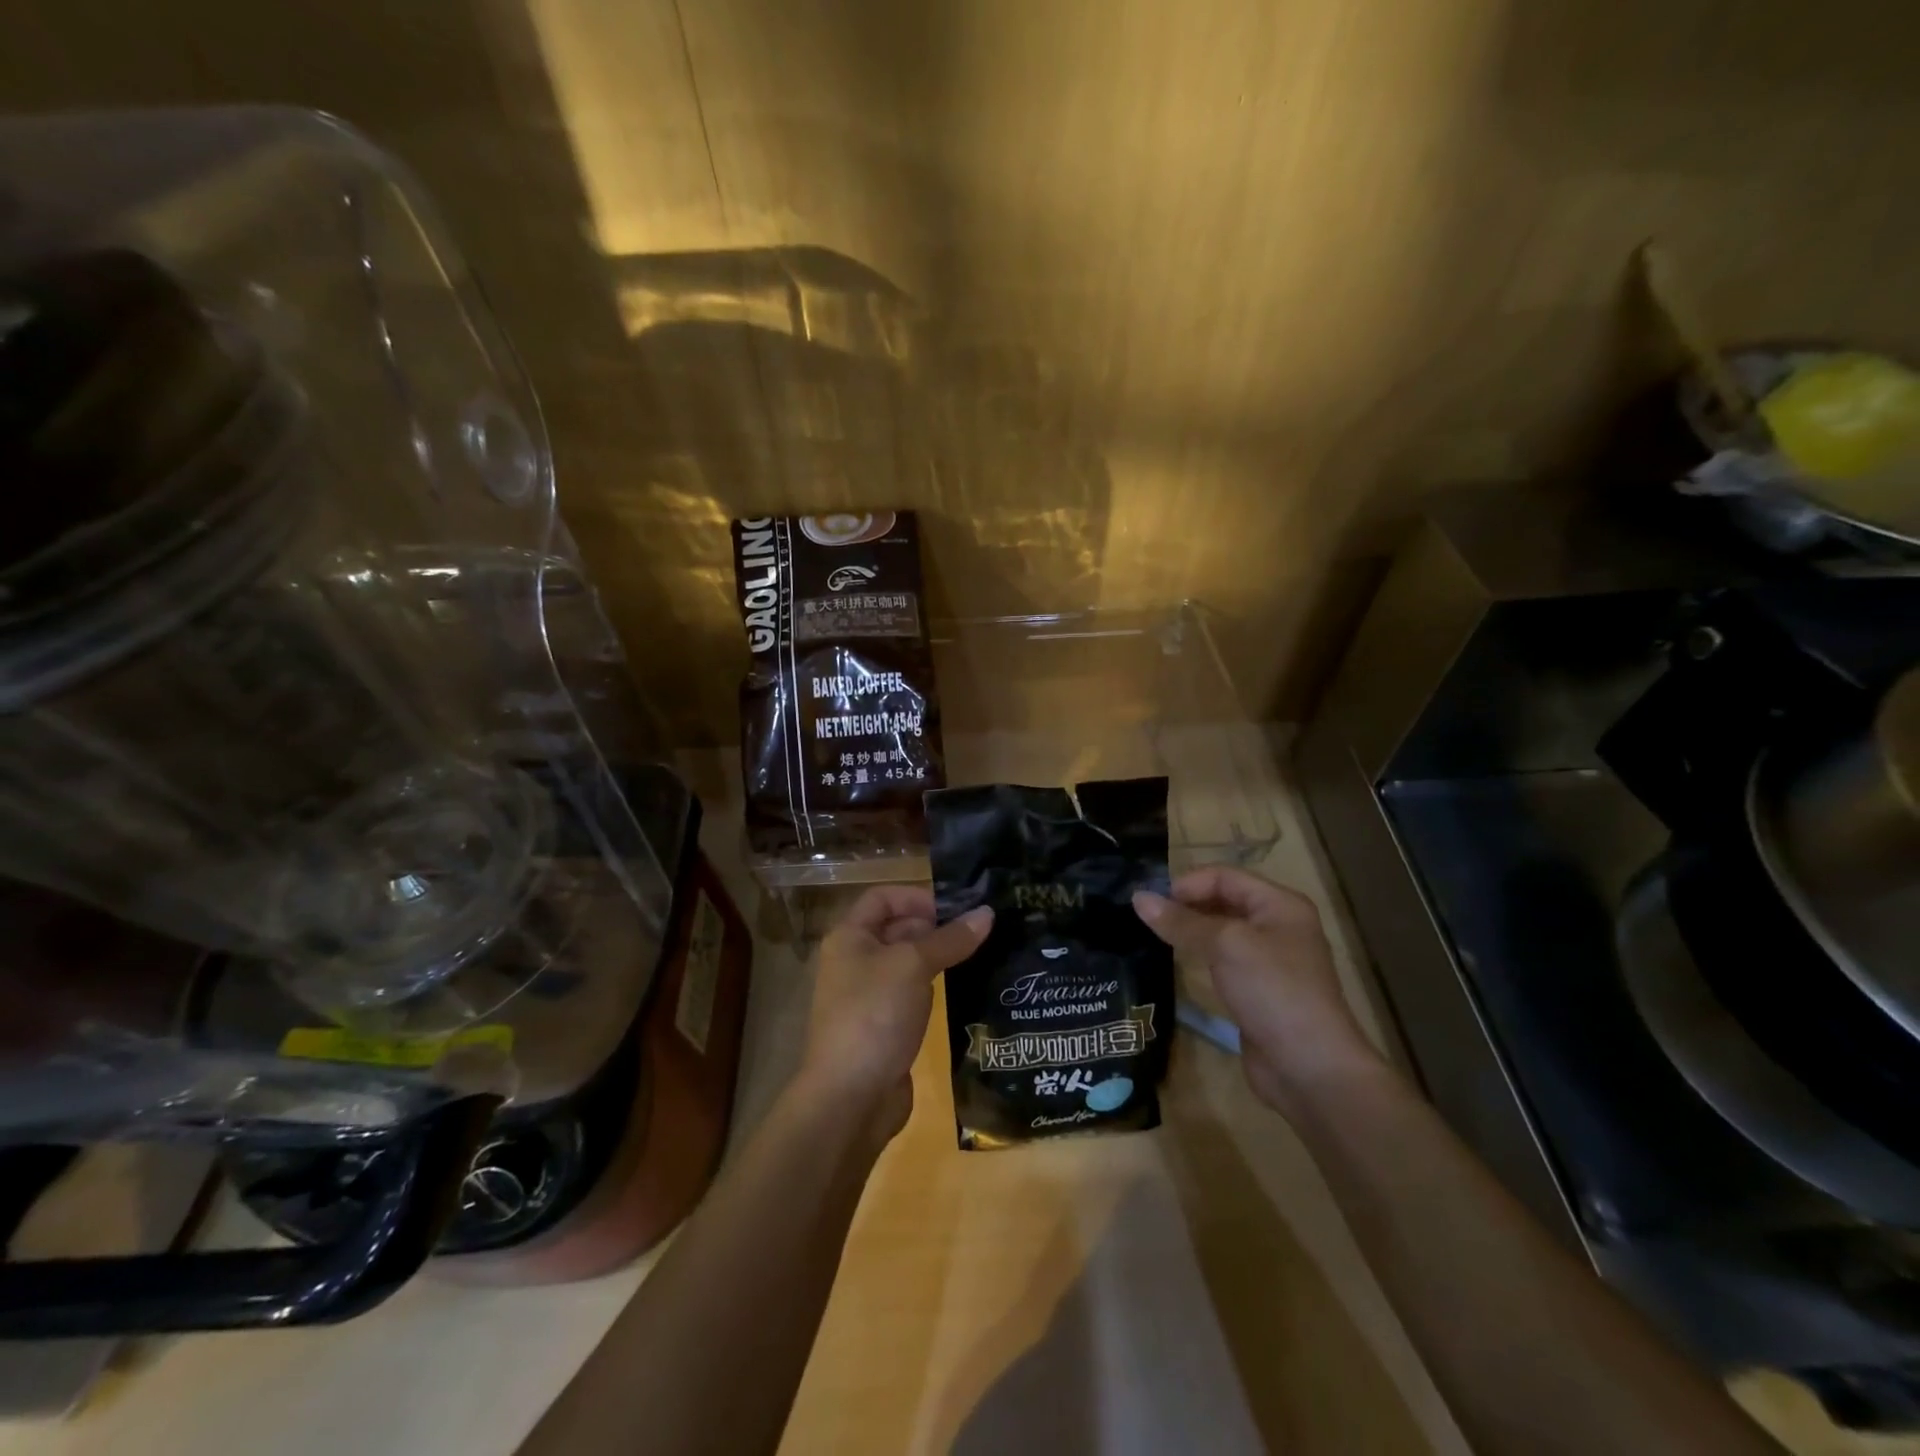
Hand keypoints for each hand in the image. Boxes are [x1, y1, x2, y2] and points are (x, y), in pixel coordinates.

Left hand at [799, 886, 992, 1142]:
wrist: (850, 1098)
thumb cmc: (874, 1015)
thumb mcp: (913, 966)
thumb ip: (950, 938)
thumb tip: (987, 913)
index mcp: (849, 937)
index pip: (883, 898)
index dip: (918, 897)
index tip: (957, 908)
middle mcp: (855, 962)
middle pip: (897, 929)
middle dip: (936, 927)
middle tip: (980, 931)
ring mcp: (869, 997)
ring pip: (908, 964)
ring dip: (939, 958)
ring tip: (982, 955)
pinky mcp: (885, 1027)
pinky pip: (912, 995)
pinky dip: (935, 989)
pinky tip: (966, 990)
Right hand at [1134, 866, 1386, 1112]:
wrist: (1310, 1067)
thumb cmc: (1272, 990)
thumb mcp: (1224, 945)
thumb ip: (1181, 921)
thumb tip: (1137, 898)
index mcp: (1280, 904)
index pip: (1224, 876)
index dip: (1188, 883)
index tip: (1153, 903)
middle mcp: (1278, 926)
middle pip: (1224, 900)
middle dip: (1187, 905)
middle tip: (1149, 919)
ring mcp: (1270, 960)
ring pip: (1221, 932)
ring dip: (1191, 931)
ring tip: (1156, 937)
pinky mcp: (1259, 990)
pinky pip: (1224, 960)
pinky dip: (1201, 956)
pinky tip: (1179, 963)